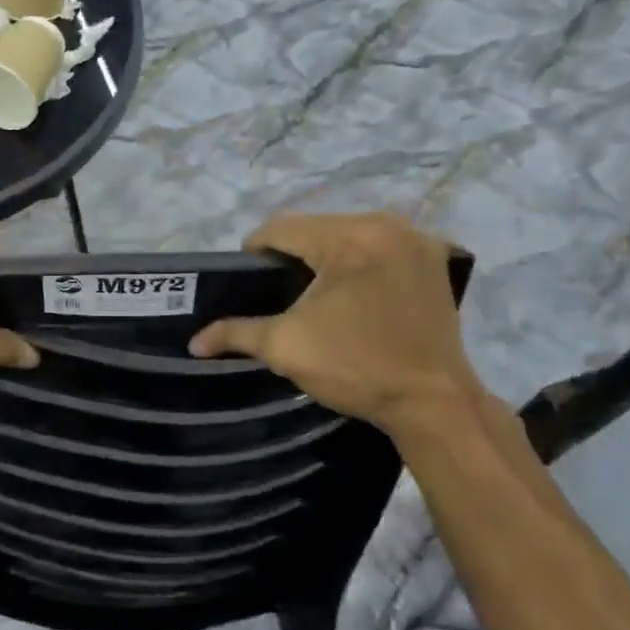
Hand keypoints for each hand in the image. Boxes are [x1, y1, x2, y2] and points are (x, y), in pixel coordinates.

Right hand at [188, 212, 482, 434]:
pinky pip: (381, 244)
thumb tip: (194, 341)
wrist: (435, 404)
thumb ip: (236, 333)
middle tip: (280, 288)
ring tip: (315, 290)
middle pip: (317, 226)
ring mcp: (415, 239)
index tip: (248, 280)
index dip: (256, 251)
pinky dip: (362, 259)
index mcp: (348, 238)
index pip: (282, 228)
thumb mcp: (287, 347)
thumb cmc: (356, 368)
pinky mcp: (434, 258)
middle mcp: (385, 224)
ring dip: (328, 253)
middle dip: (293, 251)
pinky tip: (356, 288)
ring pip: (350, 232)